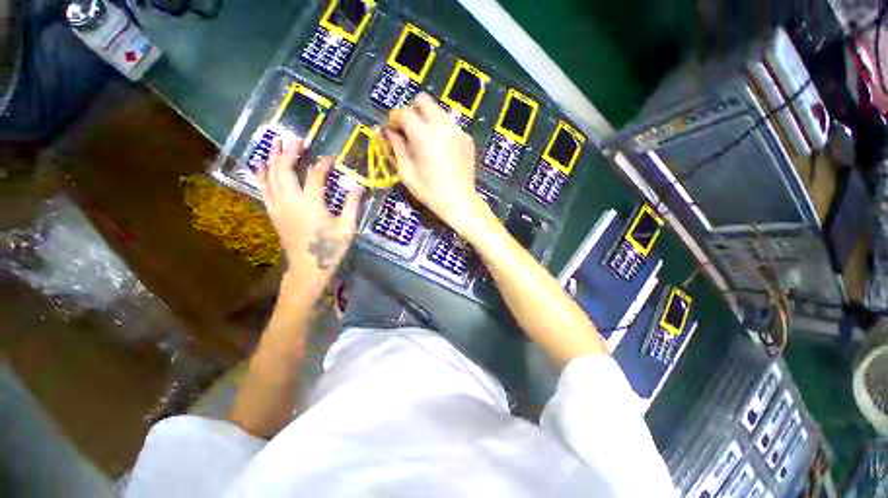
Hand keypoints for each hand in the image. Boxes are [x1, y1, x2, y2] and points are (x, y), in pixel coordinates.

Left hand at [257, 137, 361, 288]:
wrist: (308, 267)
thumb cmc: (330, 248)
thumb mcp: (347, 228)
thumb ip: (352, 205)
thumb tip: (357, 186)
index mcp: (312, 203)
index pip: (316, 174)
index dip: (324, 163)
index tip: (332, 157)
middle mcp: (291, 200)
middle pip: (285, 169)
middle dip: (290, 151)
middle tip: (297, 139)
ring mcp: (278, 206)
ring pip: (271, 175)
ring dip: (273, 157)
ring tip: (275, 142)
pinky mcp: (273, 212)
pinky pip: (263, 188)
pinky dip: (262, 174)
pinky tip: (261, 164)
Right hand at [385, 94, 490, 235]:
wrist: (460, 202)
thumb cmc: (430, 191)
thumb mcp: (406, 172)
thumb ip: (396, 147)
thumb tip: (388, 131)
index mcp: (424, 135)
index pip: (404, 112)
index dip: (394, 119)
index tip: (392, 131)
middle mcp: (442, 126)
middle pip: (423, 101)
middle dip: (411, 111)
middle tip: (408, 131)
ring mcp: (458, 130)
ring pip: (438, 111)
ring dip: (427, 119)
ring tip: (424, 141)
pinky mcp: (467, 138)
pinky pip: (450, 125)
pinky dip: (441, 130)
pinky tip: (441, 150)